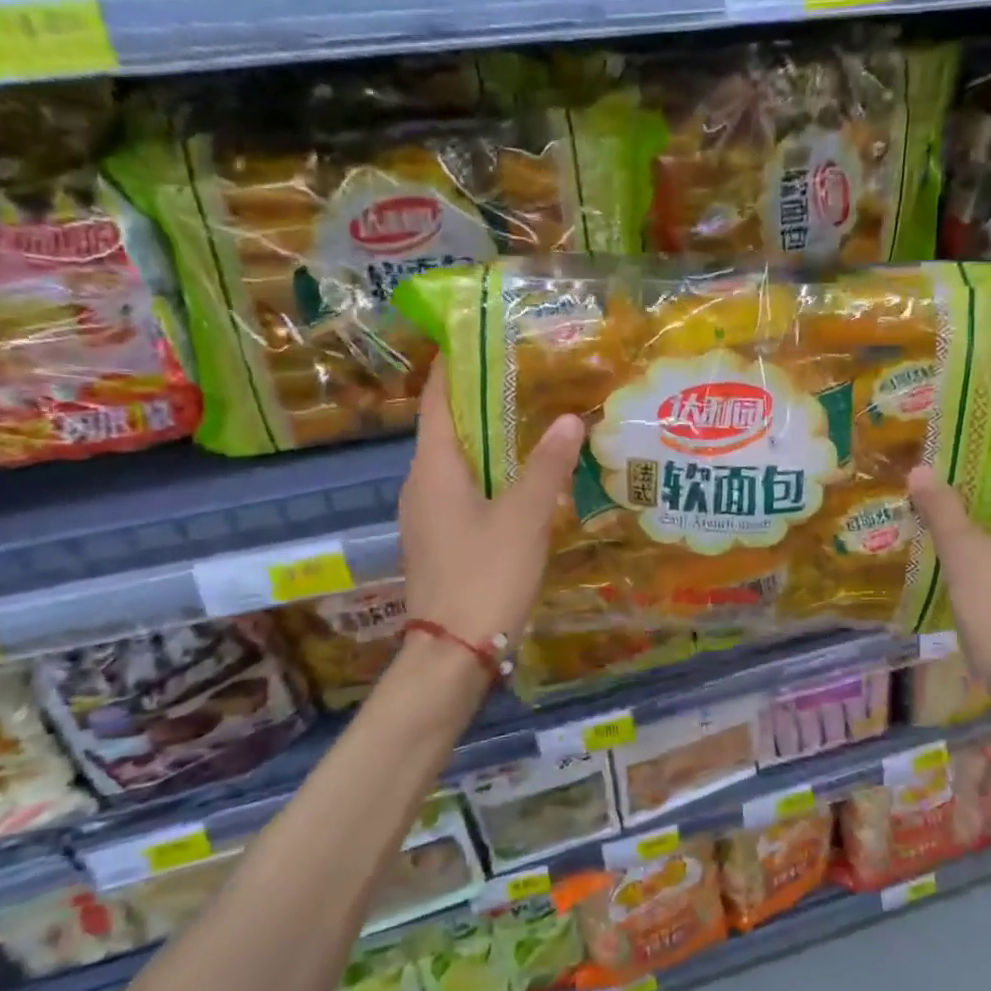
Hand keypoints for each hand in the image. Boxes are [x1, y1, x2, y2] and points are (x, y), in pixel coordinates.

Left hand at [398, 360, 584, 653]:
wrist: (454, 653)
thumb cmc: (485, 575)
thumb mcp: (525, 517)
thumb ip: (548, 466)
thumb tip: (570, 419)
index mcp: (433, 468)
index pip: (435, 399)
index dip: (453, 365)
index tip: (479, 337)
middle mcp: (420, 485)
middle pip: (447, 428)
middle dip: (482, 400)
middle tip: (526, 377)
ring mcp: (426, 516)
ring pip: (457, 463)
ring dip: (489, 440)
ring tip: (532, 422)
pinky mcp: (439, 541)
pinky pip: (461, 491)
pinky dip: (489, 474)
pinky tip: (521, 481)